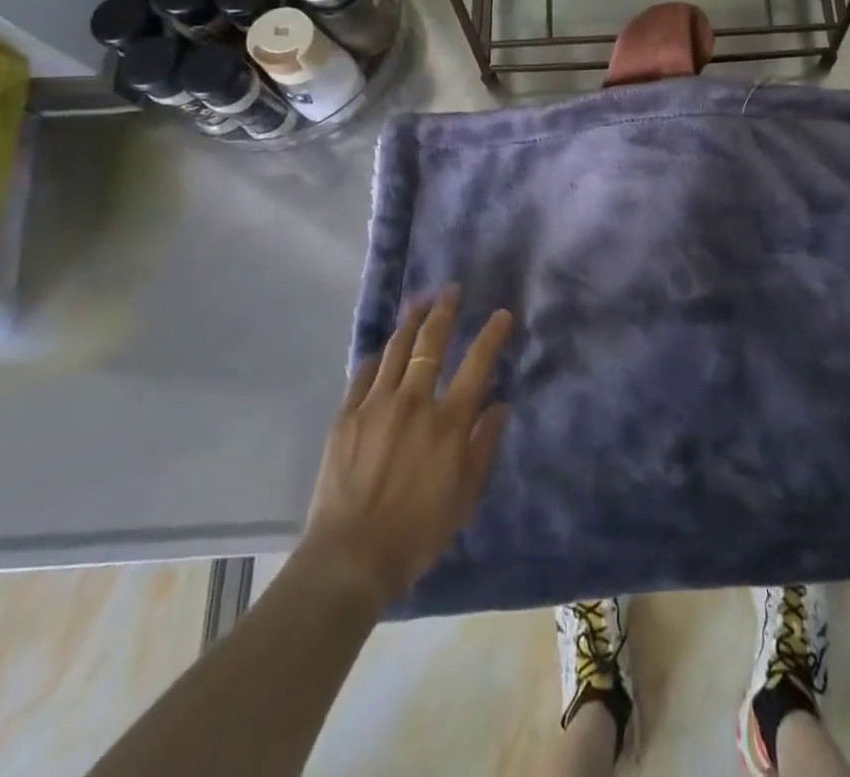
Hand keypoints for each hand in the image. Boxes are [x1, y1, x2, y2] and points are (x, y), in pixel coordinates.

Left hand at [297, 289, 512, 605]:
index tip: (502, 314)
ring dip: (411, 321)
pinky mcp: (346, 416)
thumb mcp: (466, 497)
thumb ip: (485, 445)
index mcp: (448, 422)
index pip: (477, 364)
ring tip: (420, 302)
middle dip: (445, 311)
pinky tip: (384, 349)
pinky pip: (364, 373)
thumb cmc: (417, 533)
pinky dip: (378, 356)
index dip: (492, 335)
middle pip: (431, 342)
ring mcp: (376, 405)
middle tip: (451, 290)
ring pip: (396, 348)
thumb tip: (499, 405)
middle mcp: (414, 402)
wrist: (349, 558)